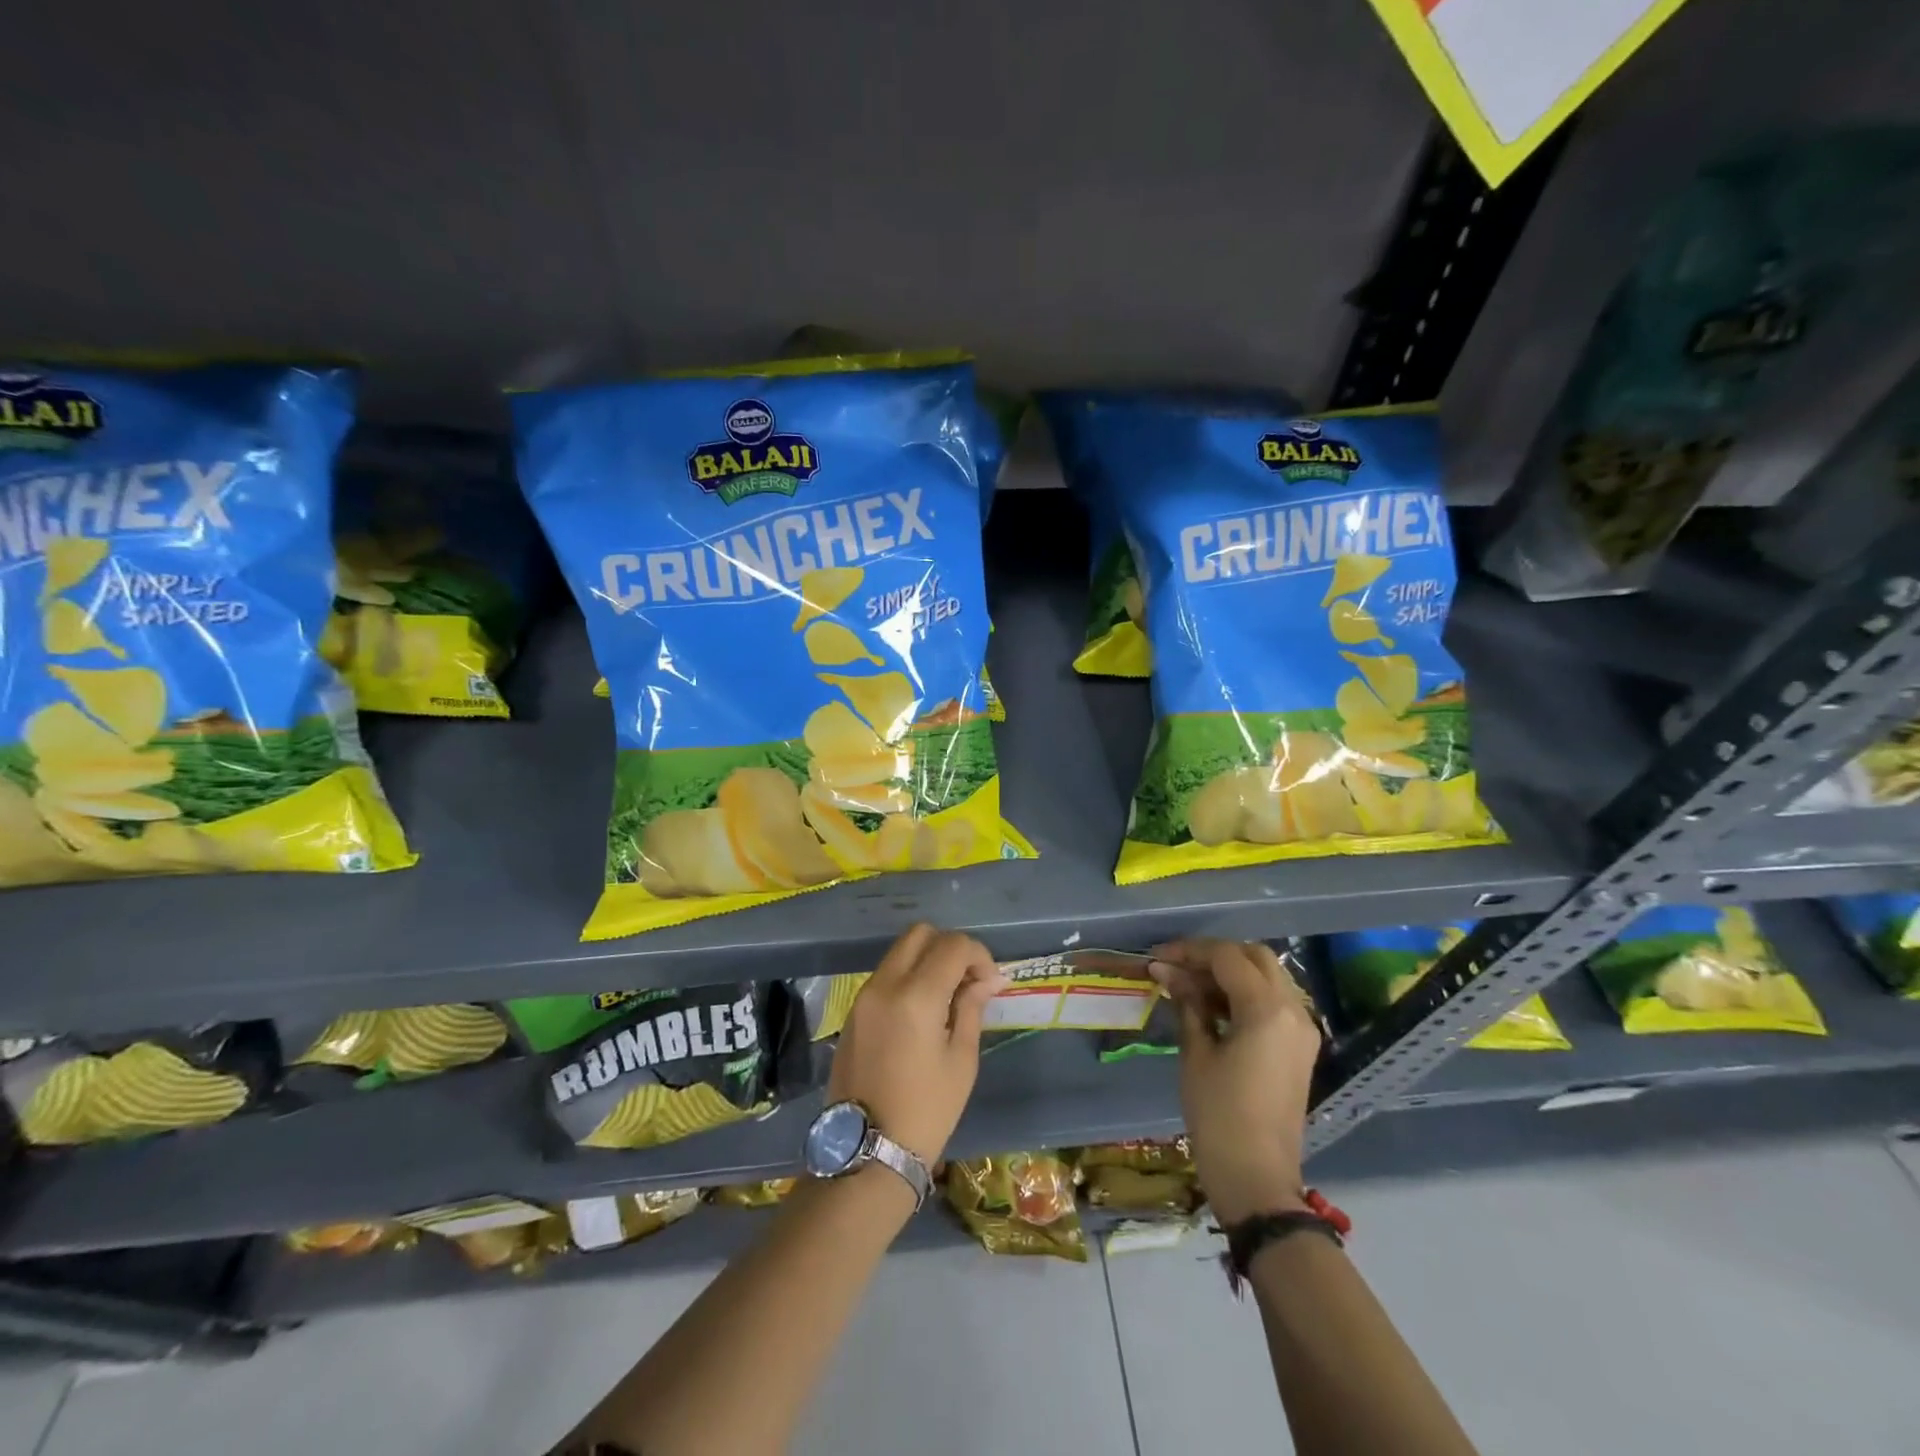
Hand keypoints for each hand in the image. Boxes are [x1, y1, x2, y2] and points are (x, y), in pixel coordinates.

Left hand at [828, 924, 1003, 1166]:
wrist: (867, 1152)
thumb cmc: (926, 1111)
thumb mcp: (961, 1060)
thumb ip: (971, 1008)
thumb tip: (986, 979)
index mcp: (916, 996)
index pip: (952, 945)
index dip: (979, 955)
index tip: (991, 983)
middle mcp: (885, 984)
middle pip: (920, 934)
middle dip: (950, 947)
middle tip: (968, 980)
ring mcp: (864, 995)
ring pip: (900, 951)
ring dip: (928, 959)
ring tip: (949, 996)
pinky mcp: (854, 1010)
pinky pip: (886, 974)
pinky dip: (909, 976)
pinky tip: (924, 1009)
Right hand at [1149, 939, 1321, 1223]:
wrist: (1257, 1178)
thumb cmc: (1219, 1114)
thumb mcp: (1196, 1053)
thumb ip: (1187, 1003)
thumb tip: (1166, 970)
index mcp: (1267, 1008)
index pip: (1226, 957)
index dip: (1188, 951)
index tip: (1157, 958)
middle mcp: (1293, 1010)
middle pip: (1255, 957)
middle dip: (1214, 955)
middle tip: (1177, 968)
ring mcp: (1302, 1029)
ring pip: (1267, 977)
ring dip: (1230, 973)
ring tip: (1189, 986)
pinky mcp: (1300, 1048)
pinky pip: (1274, 1001)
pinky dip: (1245, 993)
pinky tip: (1213, 1007)